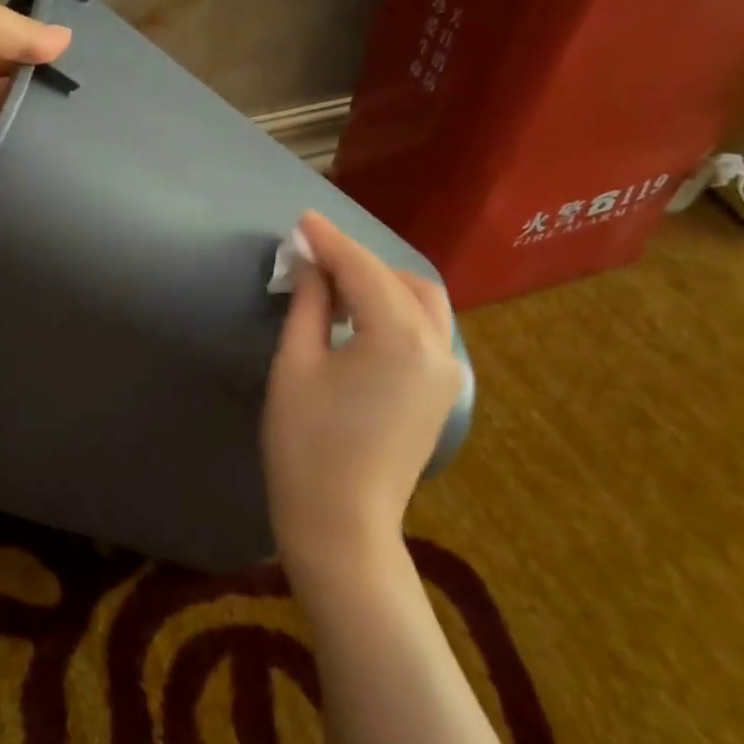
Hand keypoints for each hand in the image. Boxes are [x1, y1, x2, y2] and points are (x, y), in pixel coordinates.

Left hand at [0, 0, 70, 220]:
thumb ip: (15, 28)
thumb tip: (64, 40)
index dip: (30, 45)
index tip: (71, 54)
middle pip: (6, 83)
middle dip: (42, 83)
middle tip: (89, 88)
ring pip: (13, 122)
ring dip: (45, 120)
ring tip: (92, 119)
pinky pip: (9, 161)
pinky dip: (36, 156)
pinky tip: (73, 151)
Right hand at [262, 212, 464, 584]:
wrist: (341, 523)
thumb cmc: (305, 444)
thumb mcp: (295, 365)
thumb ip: (309, 305)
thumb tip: (311, 266)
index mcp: (398, 337)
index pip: (362, 270)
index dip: (329, 241)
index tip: (301, 220)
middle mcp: (437, 347)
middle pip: (401, 280)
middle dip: (358, 261)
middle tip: (312, 258)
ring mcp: (448, 372)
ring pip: (421, 304)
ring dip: (380, 284)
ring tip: (333, 286)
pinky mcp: (441, 392)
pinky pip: (424, 331)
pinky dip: (395, 311)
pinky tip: (359, 318)